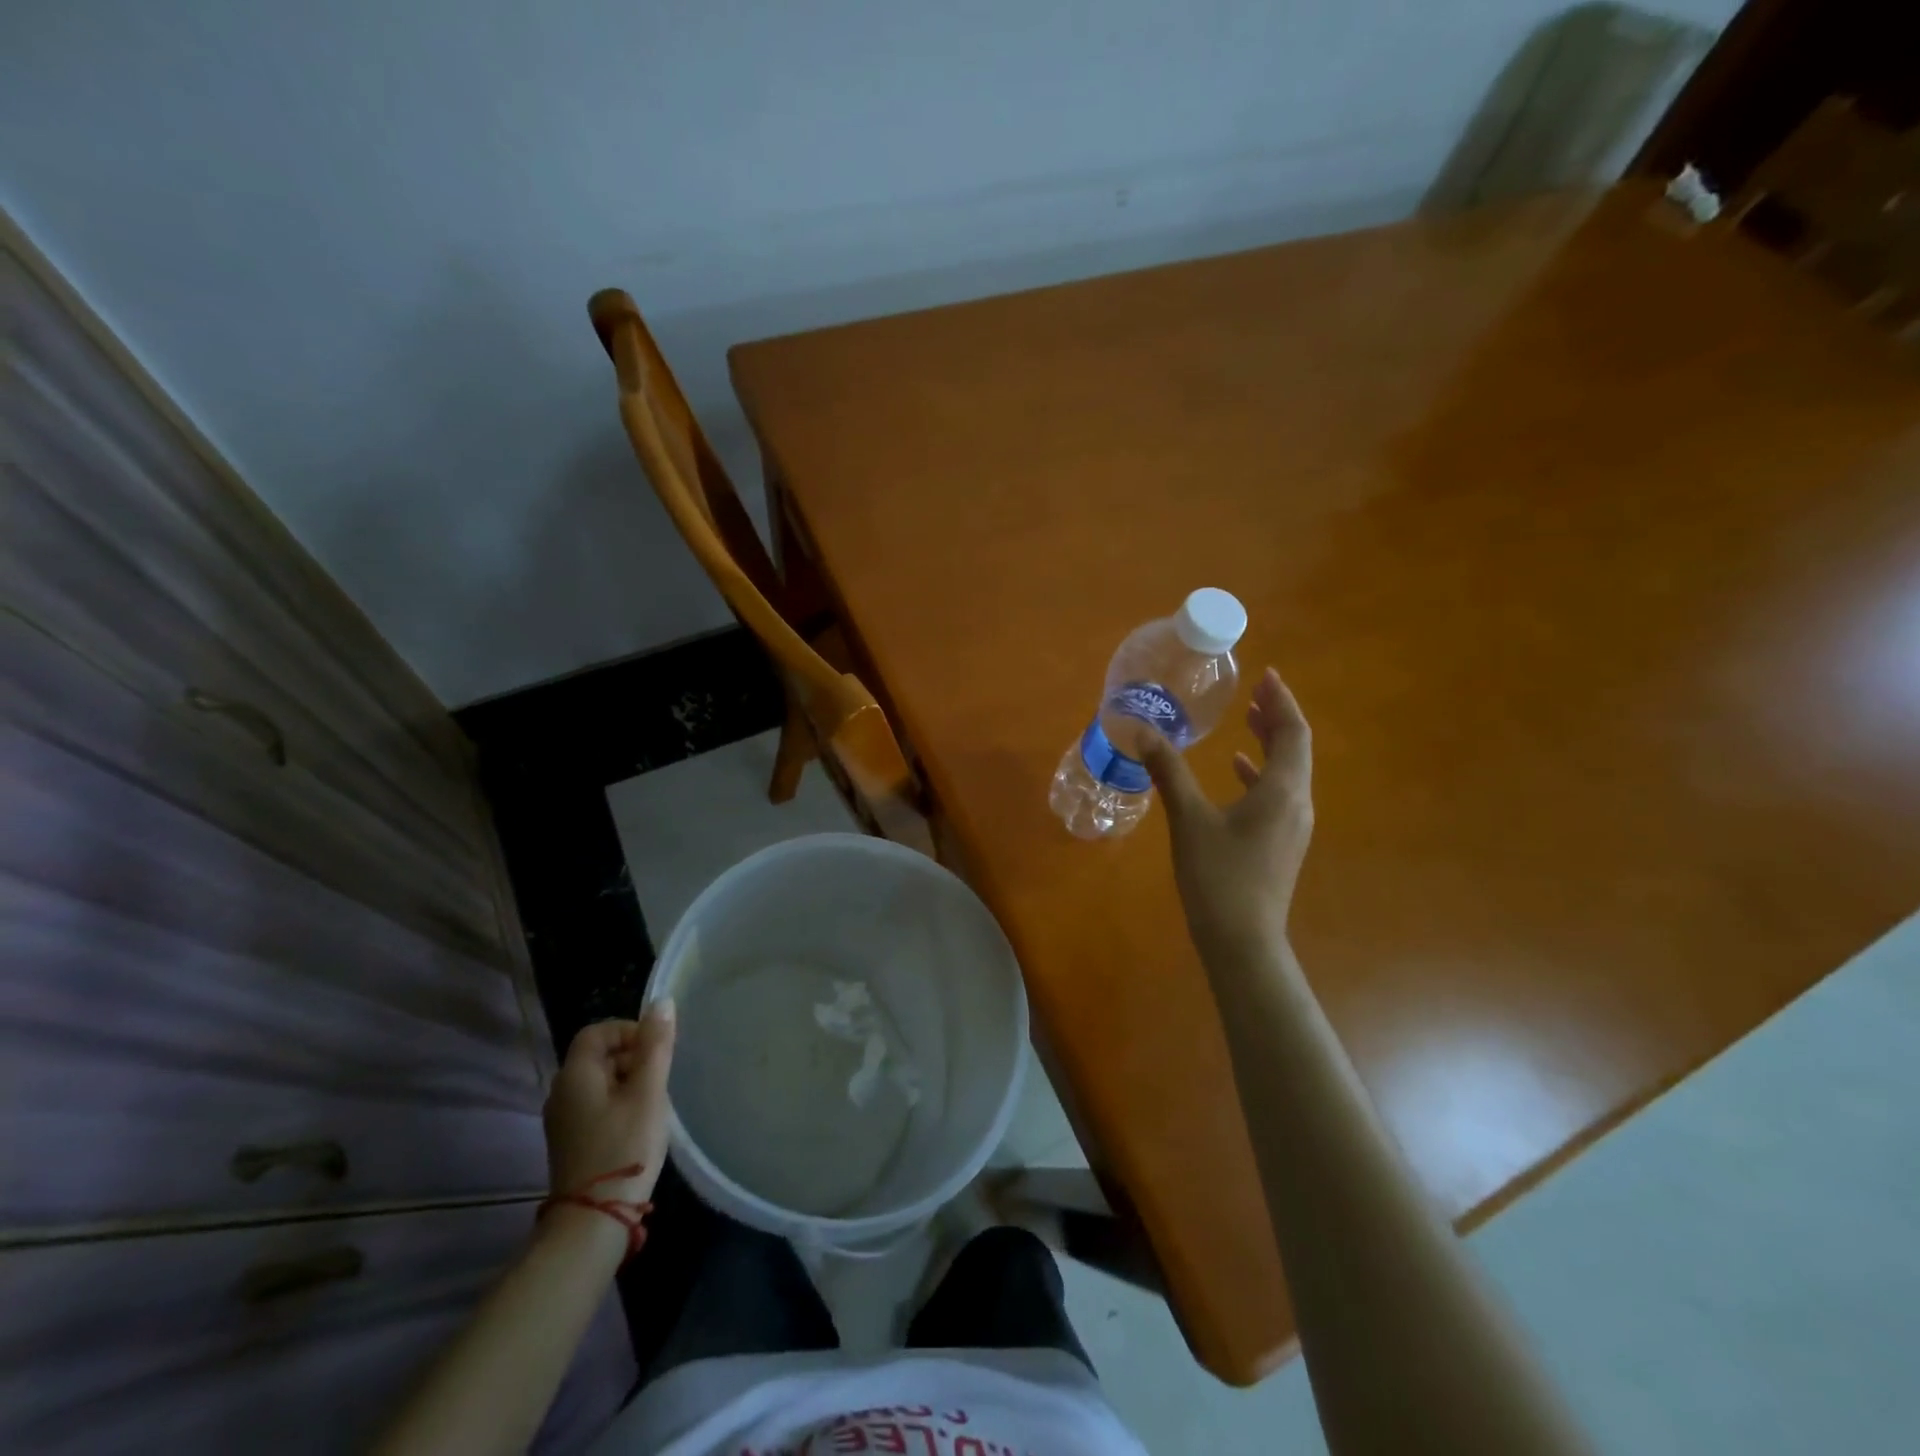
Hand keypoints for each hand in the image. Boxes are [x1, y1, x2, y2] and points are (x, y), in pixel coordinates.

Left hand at [542, 1002, 676, 1209]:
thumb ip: (656, 1045)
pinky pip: (596, 1106)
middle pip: (598, 1056)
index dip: (629, 1030)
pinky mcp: (571, 1143)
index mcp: (575, 1075)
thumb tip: (662, 1002)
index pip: (597, 1031)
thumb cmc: (624, 1147)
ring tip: (655, 1102)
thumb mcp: (648, 1092)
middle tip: (661, 1077)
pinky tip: (640, 1125)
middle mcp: (561, 1093)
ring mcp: (563, 1121)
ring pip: (599, 1082)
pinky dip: (619, 1104)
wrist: (593, 1221)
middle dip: (633, 1057)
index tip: (656, 1049)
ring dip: (629, 1082)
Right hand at [1143, 667, 1313, 955]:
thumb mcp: (1189, 819)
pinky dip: (1258, 773)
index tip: (1266, 676)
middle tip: (1255, 691)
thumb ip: (1169, 772)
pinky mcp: (1280, 843)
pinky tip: (1236, 769)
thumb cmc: (1219, 876)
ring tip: (1248, 719)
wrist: (1242, 940)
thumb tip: (1144, 732)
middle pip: (1295, 749)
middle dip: (1276, 717)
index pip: (1293, 733)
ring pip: (1287, 771)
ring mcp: (1291, 826)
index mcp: (1283, 791)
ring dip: (1269, 742)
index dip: (1281, 702)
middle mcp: (1296, 804)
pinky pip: (1276, 794)